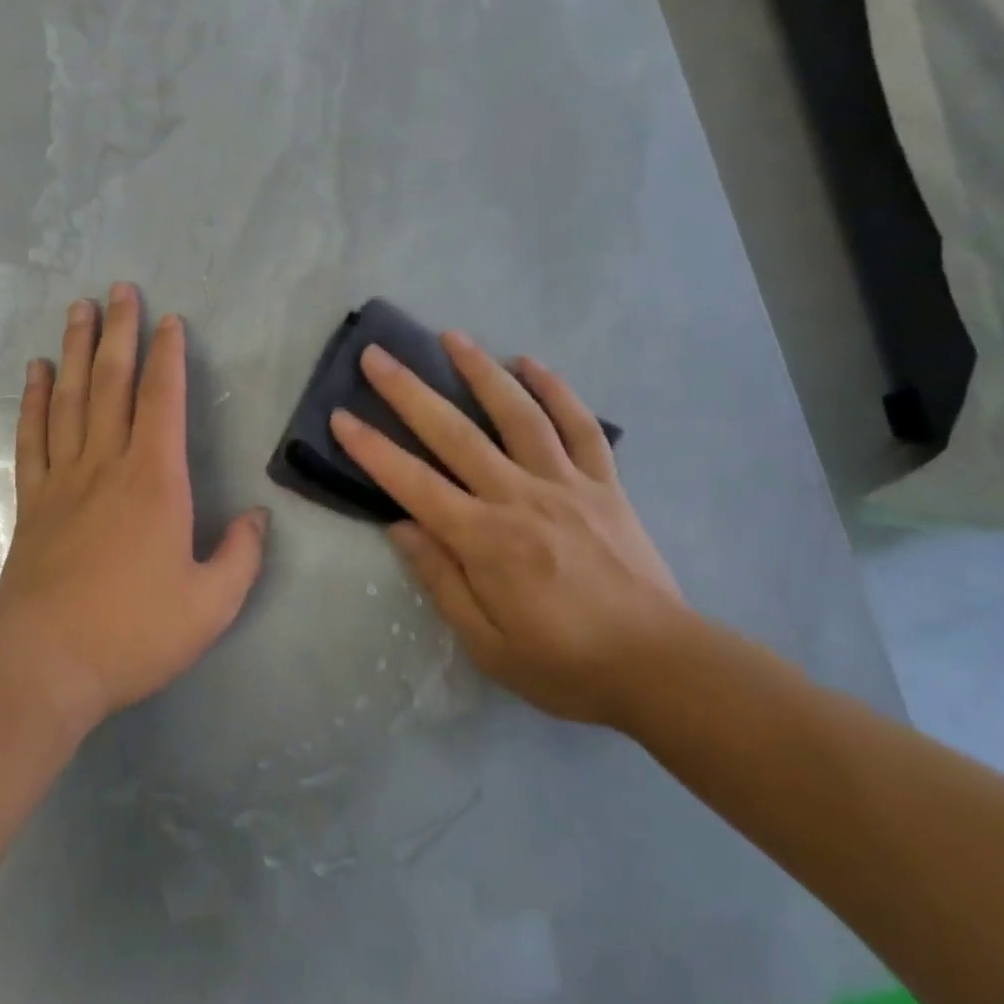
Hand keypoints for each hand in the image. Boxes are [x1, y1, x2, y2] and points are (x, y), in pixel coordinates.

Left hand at [0, 283, 268, 730]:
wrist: (45, 665)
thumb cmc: (135, 634)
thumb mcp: (212, 605)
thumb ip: (242, 556)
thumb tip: (257, 517)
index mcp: (156, 481)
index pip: (163, 400)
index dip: (168, 356)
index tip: (169, 320)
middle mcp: (107, 465)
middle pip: (113, 383)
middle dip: (119, 332)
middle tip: (118, 289)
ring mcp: (63, 480)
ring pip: (71, 398)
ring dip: (76, 350)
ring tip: (78, 310)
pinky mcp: (33, 501)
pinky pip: (34, 437)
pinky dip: (34, 400)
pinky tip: (36, 373)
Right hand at [328, 333, 693, 727]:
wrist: (662, 667)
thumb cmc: (564, 664)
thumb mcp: (487, 645)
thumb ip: (441, 581)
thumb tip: (400, 527)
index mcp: (485, 541)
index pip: (414, 484)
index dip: (372, 450)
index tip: (341, 416)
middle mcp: (520, 498)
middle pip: (455, 434)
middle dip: (408, 391)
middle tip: (377, 354)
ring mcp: (566, 484)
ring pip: (518, 415)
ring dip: (481, 371)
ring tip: (451, 336)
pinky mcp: (605, 484)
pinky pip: (580, 427)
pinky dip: (557, 390)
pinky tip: (532, 364)